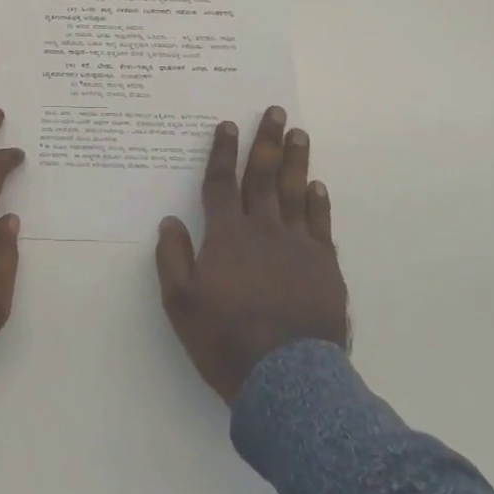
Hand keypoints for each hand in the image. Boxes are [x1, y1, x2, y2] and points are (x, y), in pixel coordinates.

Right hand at [155, 106, 348, 401]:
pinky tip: (317, 186)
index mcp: (227, 236)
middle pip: (263, 176)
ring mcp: (298, 246)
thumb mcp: (182, 304)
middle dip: (266, 140)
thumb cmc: (226, 341)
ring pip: (295, 192)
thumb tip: (169, 221)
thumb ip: (173, 259)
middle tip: (275, 111)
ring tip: (299, 133)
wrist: (288, 382)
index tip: (226, 124)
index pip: (221, 183)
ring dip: (296, 160)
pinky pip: (321, 224)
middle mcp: (263, 230)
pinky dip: (318, 202)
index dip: (222, 152)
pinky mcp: (324, 266)